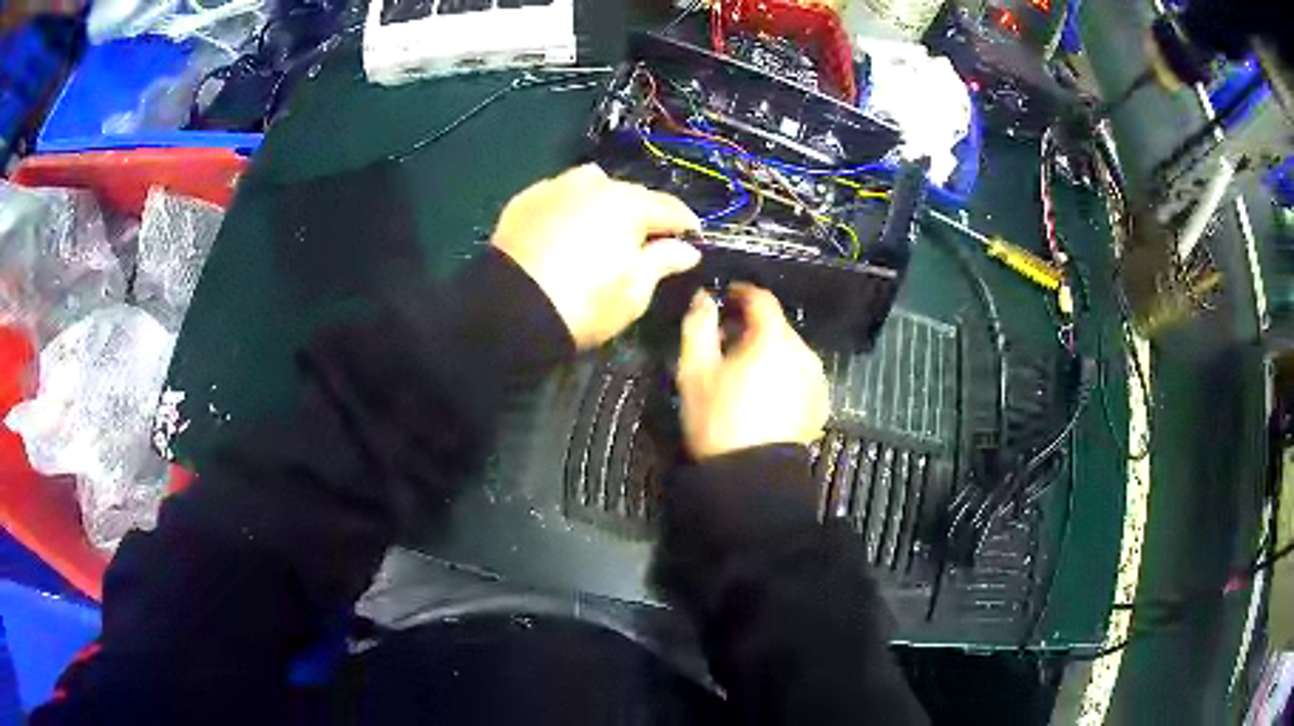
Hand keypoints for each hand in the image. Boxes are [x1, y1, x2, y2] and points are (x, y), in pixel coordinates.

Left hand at [491, 164, 701, 348]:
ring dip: (605, 203)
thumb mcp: (634, 292)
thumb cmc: (585, 304)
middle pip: (631, 194)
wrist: (510, 312)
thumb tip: (686, 249)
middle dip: (644, 214)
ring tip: (603, 229)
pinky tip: (566, 229)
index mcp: (628, 204)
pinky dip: (569, 208)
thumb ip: (663, 262)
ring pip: (592, 185)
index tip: (694, 239)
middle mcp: (593, 184)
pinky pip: (558, 196)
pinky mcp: (524, 200)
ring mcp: (555, 187)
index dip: (686, 225)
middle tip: (647, 241)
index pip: (670, 208)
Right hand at [676, 284, 828, 459]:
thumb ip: (698, 326)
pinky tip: (764, 395)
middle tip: (725, 343)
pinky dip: (783, 376)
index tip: (725, 298)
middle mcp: (803, 352)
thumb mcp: (694, 371)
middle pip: (777, 327)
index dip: (741, 293)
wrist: (751, 476)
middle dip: (752, 328)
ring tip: (744, 373)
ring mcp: (816, 379)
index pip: (762, 299)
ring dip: (768, 353)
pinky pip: (799, 376)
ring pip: (789, 352)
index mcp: (773, 339)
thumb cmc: (717, 419)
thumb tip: (704, 298)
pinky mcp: (821, 403)